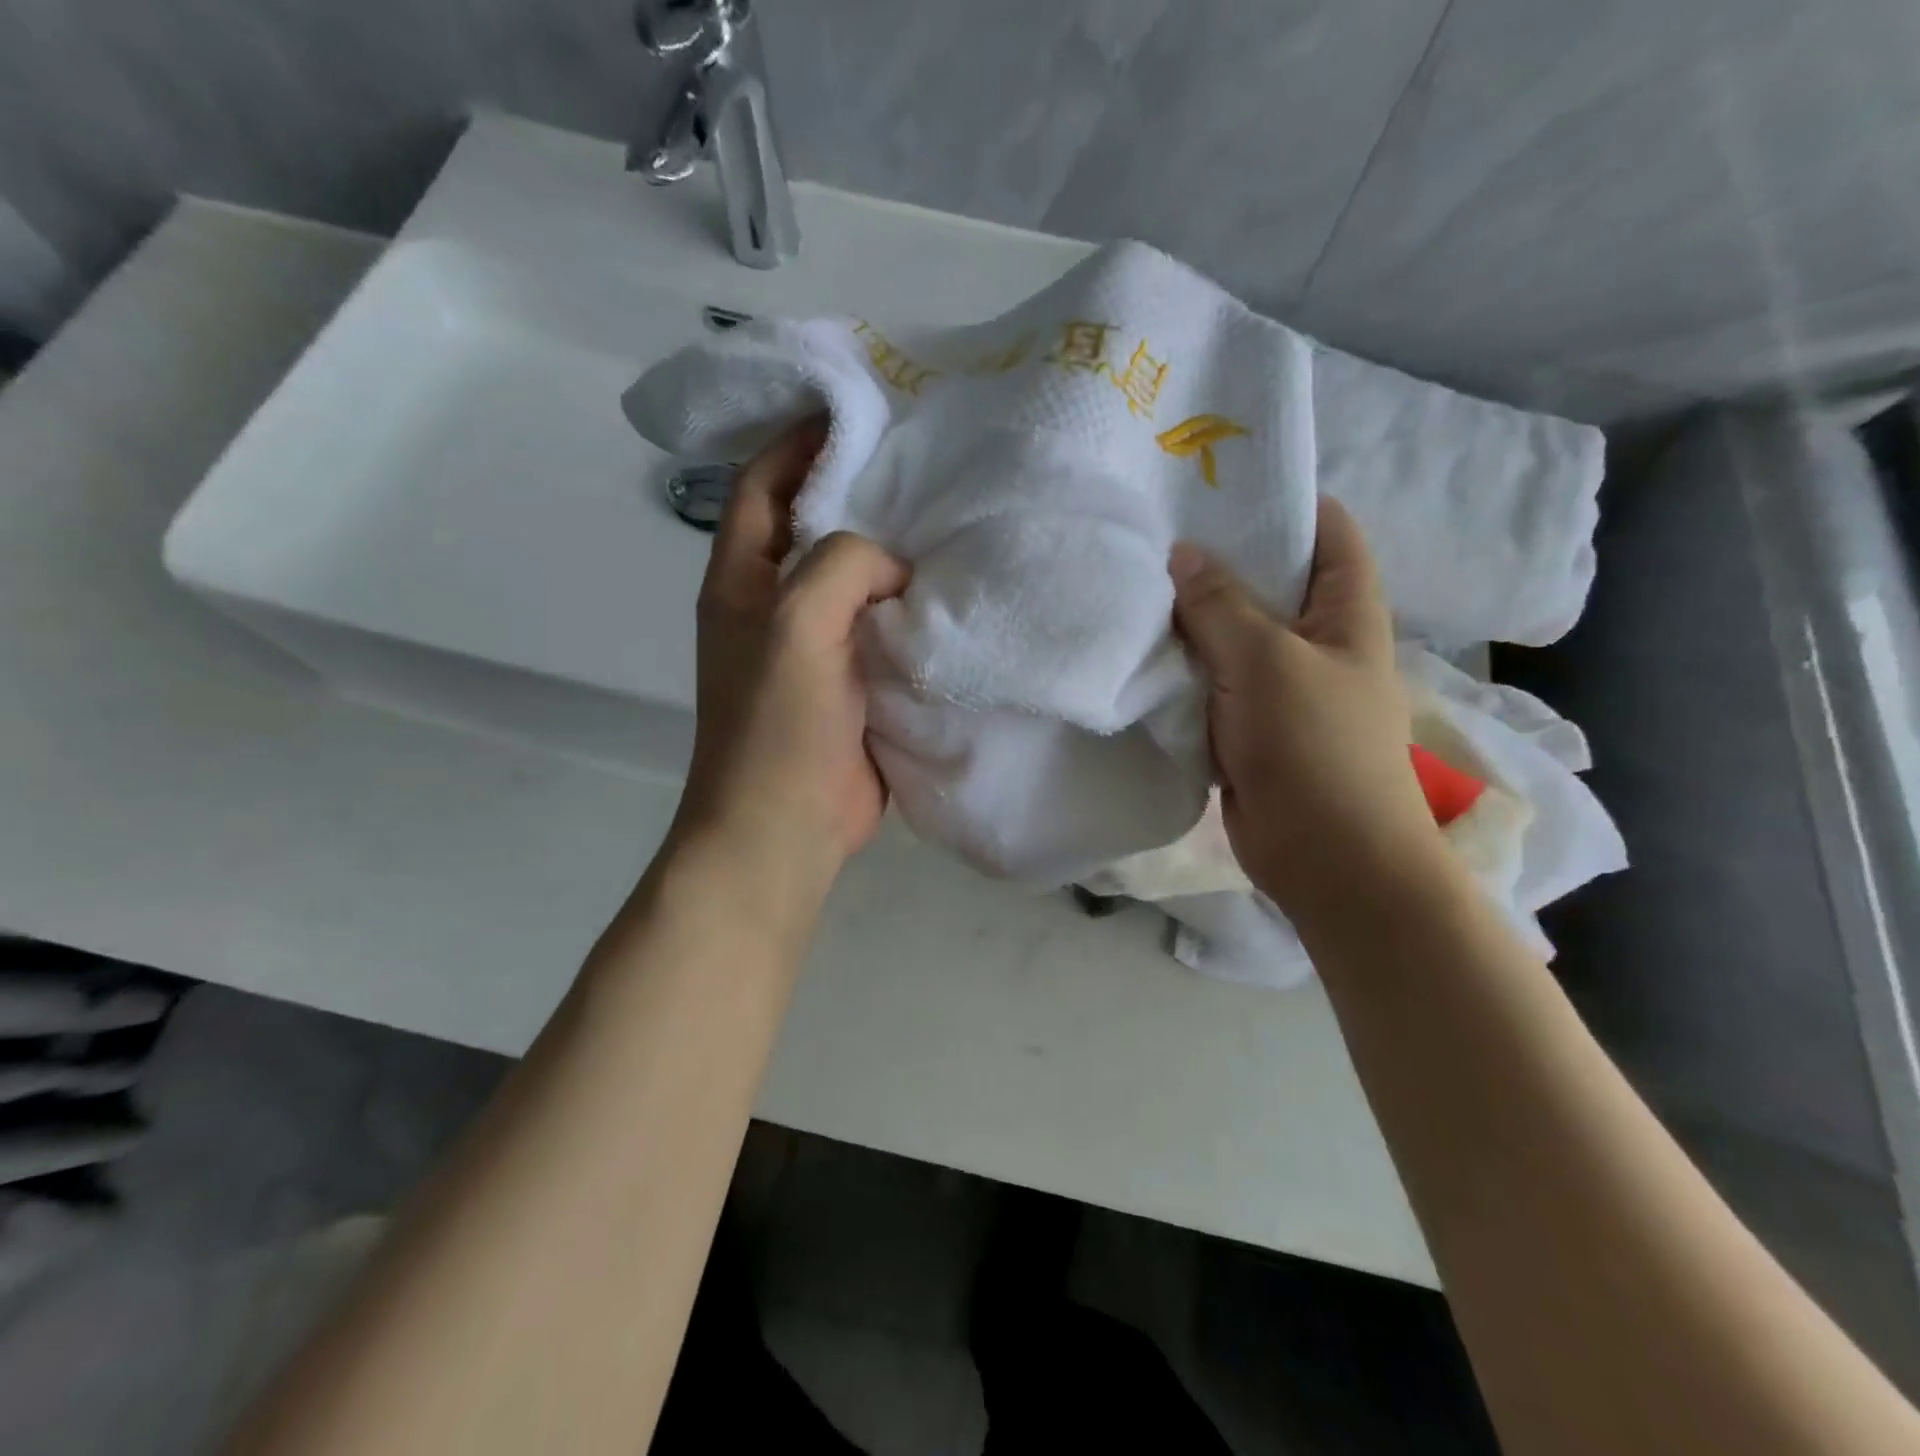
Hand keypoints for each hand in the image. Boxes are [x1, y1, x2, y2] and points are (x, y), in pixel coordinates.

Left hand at [671, 420, 910, 906]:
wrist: (785, 828)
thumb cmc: (777, 725)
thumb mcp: (797, 622)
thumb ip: (843, 565)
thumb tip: (896, 567)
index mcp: (742, 580)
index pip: (763, 484)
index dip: (801, 440)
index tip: (860, 409)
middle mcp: (775, 605)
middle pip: (818, 527)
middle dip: (864, 493)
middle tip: (929, 462)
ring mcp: (817, 648)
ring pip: (858, 581)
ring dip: (896, 555)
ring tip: (954, 518)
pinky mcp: (855, 684)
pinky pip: (886, 630)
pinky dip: (914, 610)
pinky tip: (958, 592)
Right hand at [1170, 498, 1443, 923]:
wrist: (1324, 857)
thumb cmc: (1314, 746)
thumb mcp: (1266, 661)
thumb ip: (1221, 605)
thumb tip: (1182, 554)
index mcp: (1346, 611)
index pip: (1326, 530)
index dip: (1281, 500)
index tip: (1217, 486)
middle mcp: (1315, 640)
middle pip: (1268, 581)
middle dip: (1217, 558)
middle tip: (1153, 533)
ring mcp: (1278, 685)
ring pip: (1230, 634)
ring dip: (1190, 617)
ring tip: (1134, 582)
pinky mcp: (1245, 723)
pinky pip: (1210, 680)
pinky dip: (1181, 666)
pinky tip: (1137, 646)